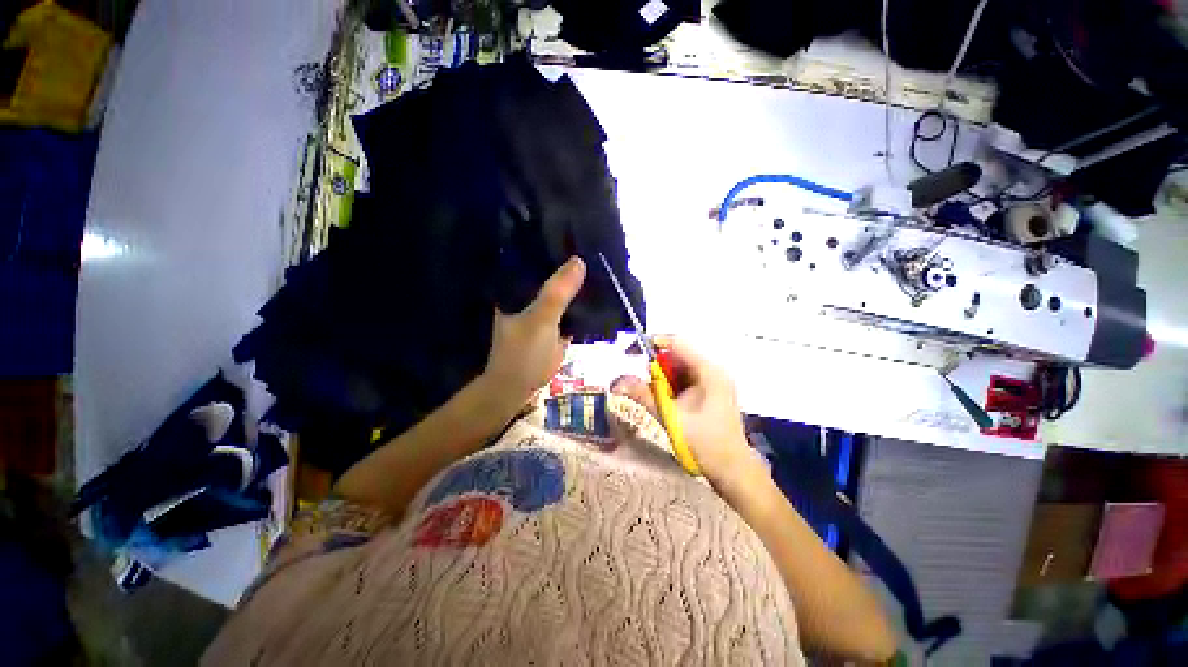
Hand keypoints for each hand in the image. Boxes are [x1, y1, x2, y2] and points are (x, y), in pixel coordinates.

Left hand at [481, 256, 585, 408]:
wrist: (518, 387)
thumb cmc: (523, 352)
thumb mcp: (541, 319)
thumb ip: (558, 293)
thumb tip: (579, 260)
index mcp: (517, 289)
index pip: (535, 259)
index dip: (552, 246)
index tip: (574, 232)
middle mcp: (528, 296)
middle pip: (551, 275)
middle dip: (569, 265)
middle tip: (593, 246)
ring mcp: (542, 311)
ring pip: (562, 293)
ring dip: (577, 284)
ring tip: (599, 264)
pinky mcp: (554, 325)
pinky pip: (569, 309)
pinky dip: (580, 303)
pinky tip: (597, 293)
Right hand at [611, 336, 752, 484]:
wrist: (732, 468)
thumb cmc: (704, 442)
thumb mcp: (670, 417)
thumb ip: (644, 396)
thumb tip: (618, 382)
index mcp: (708, 371)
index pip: (678, 343)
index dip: (654, 343)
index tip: (633, 352)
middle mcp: (713, 370)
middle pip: (678, 356)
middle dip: (657, 366)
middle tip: (642, 382)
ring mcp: (714, 380)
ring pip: (681, 368)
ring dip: (664, 378)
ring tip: (654, 395)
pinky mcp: (712, 391)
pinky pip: (686, 379)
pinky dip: (672, 386)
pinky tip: (668, 401)